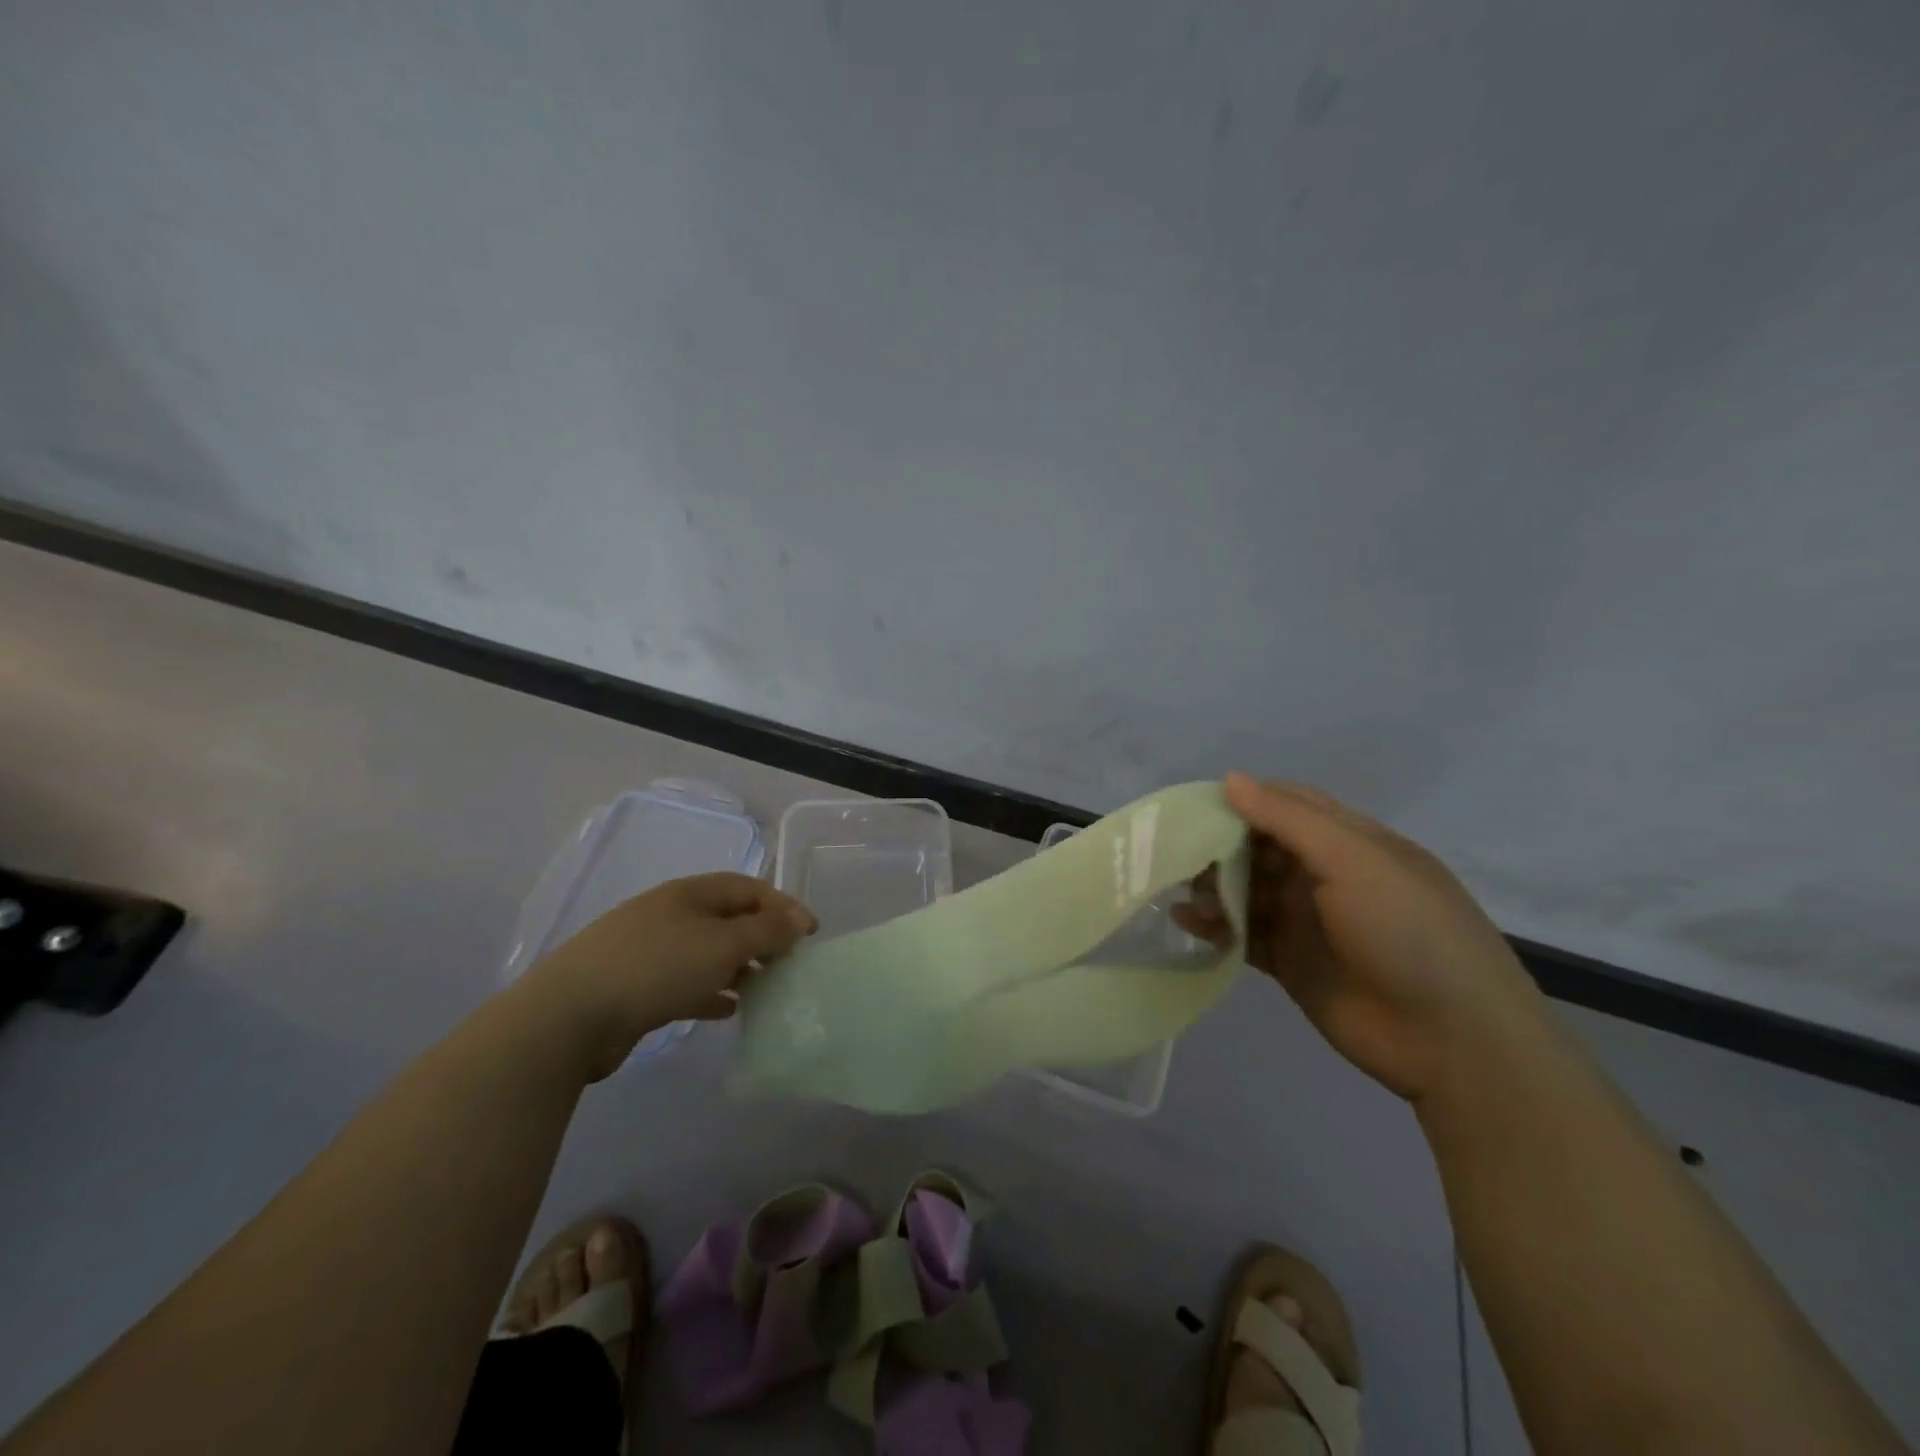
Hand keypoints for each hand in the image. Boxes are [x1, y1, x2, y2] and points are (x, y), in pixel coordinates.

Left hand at [524, 873, 816, 1080]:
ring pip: (707, 952)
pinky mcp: (636, 987)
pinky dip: (711, 991)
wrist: (569, 1017)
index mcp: (690, 893)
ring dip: (739, 966)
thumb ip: (766, 931)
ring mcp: (649, 950)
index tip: (810, 933)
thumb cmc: (656, 967)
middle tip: (789, 963)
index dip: (783, 906)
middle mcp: (670, 914)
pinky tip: (728, 1010)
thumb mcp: (722, 944)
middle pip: (728, 919)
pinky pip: (686, 982)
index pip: (748, 888)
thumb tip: (798, 919)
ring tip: (766, 988)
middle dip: (762, 937)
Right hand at [1173, 773, 1547, 1101]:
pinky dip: (1214, 925)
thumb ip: (1289, 819)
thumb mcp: (1354, 861)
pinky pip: (1242, 933)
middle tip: (1177, 852)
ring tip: (1179, 890)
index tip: (1193, 806)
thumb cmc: (1409, 932)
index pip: (1286, 804)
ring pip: (1246, 889)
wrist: (1454, 1042)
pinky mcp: (1291, 962)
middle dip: (1218, 844)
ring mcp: (1307, 920)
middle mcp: (1325, 875)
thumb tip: (1230, 779)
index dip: (1242, 800)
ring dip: (1211, 885)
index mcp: (1350, 841)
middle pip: (1259, 846)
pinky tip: (1185, 921)